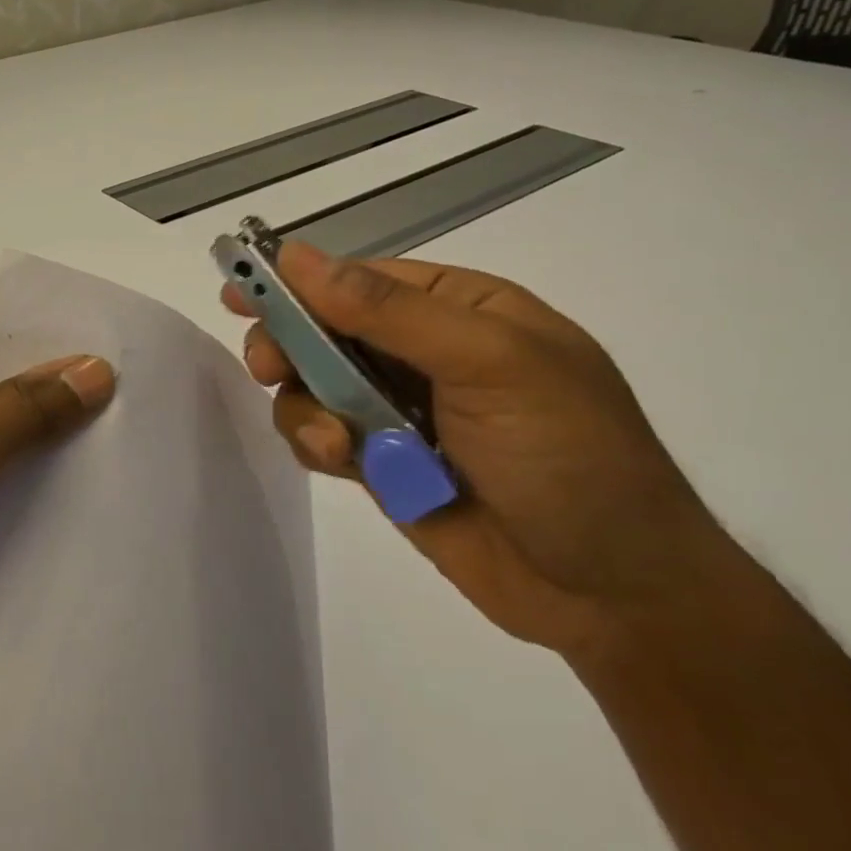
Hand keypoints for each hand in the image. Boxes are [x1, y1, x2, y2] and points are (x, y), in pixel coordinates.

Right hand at [226, 243, 727, 656]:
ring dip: (308, 409)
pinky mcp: (380, 463)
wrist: (612, 593)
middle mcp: (421, 353)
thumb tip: (297, 257)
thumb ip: (388, 311)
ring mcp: (397, 410)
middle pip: (321, 331)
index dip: (295, 283)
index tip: (239, 292)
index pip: (356, 279)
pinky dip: (317, 445)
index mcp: (458, 310)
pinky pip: (320, 436)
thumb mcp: (490, 364)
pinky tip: (343, 464)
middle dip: (289, 348)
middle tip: (269, 369)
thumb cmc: (568, 456)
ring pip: (310, 387)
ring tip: (338, 444)